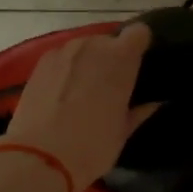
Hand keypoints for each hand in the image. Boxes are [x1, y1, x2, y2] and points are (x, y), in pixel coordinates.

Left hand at [2, 24, 158, 187]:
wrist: (39, 159)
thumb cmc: (92, 146)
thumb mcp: (123, 132)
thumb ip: (139, 111)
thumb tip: (153, 102)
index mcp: (121, 59)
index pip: (139, 32)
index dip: (140, 45)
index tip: (138, 65)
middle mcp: (93, 46)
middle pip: (108, 41)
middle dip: (111, 58)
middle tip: (110, 85)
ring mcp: (64, 52)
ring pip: (83, 48)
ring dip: (88, 62)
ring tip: (82, 90)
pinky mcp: (40, 63)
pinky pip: (62, 58)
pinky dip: (66, 69)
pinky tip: (61, 94)